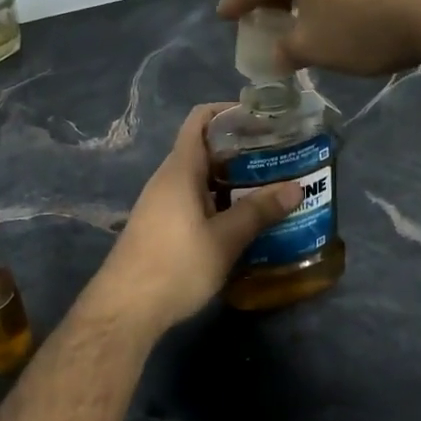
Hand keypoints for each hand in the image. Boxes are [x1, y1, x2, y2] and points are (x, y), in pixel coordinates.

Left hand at [89, 105, 302, 332]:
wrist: (124, 310)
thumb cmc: (176, 266)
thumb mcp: (224, 240)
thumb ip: (259, 211)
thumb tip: (295, 187)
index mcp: (181, 169)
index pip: (200, 119)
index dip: (229, 111)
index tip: (262, 118)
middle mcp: (168, 179)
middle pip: (205, 148)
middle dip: (241, 149)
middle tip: (278, 157)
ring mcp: (162, 203)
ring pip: (201, 178)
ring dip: (233, 179)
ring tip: (270, 187)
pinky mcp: (161, 226)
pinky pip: (194, 200)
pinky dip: (219, 201)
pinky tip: (243, 220)